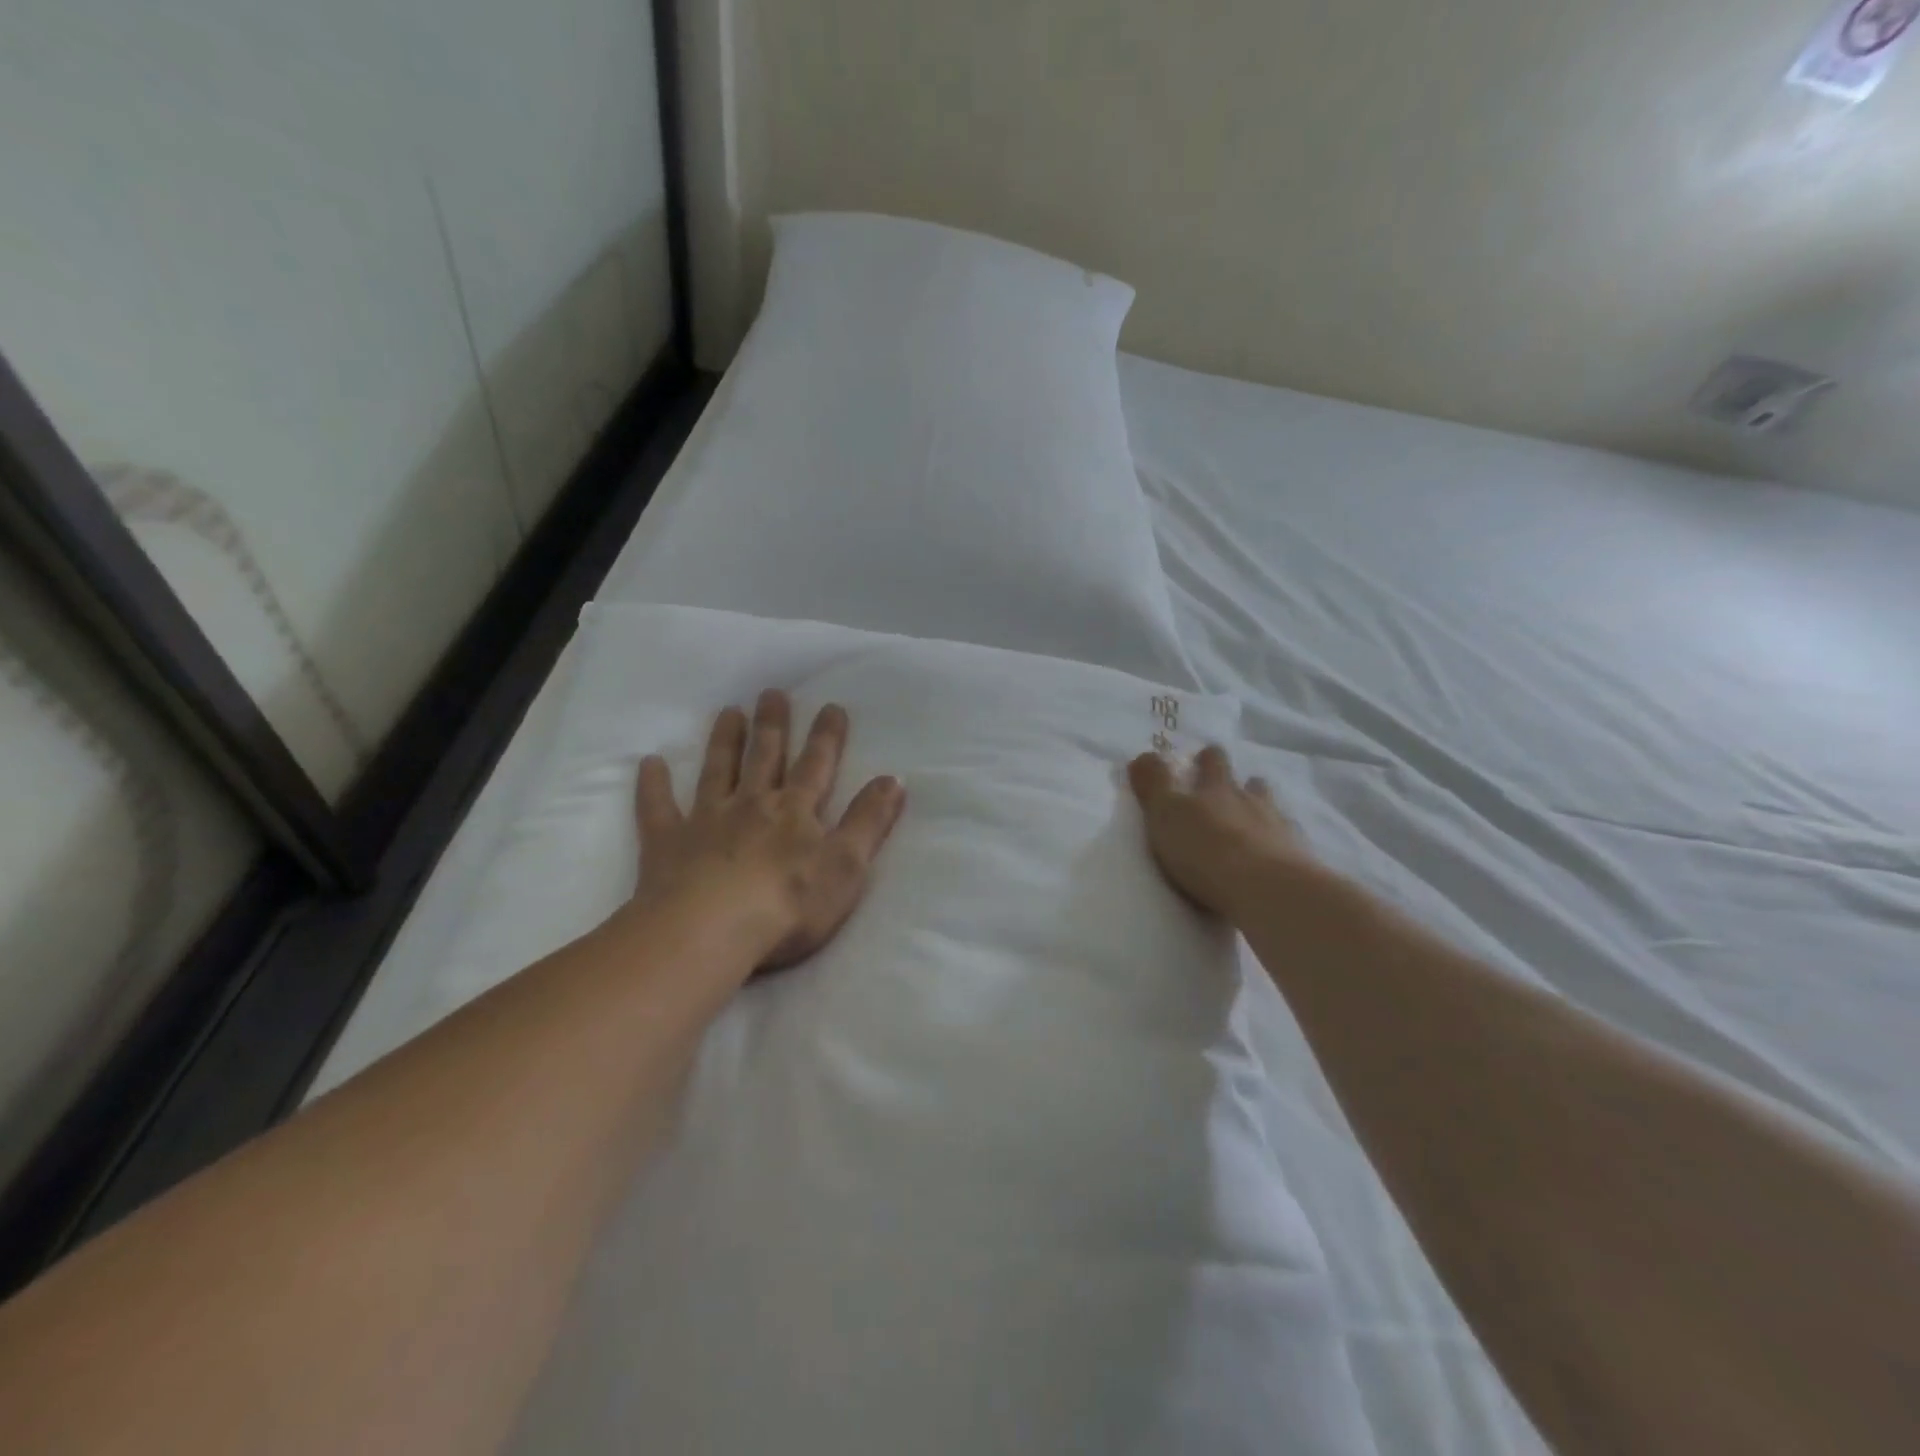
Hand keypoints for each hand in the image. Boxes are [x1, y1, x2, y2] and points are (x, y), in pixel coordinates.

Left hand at [635, 689, 905, 973]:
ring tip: (728, 711)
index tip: (830, 706)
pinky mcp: (668, 843)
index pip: (816, 766)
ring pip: (717, 771)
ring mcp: (707, 820)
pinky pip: (658, 808)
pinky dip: (654, 785)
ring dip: (724, 741)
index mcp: (795, 812)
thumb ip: (869, 822)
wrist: (712, 931)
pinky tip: (649, 763)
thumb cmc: (789, 904)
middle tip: (771, 693)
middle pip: (765, 757)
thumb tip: (894, 779)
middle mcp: (751, 805)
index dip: (826, 737)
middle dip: (772, 725)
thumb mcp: (847, 866)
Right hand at [1128, 744, 1320, 919]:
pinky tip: (1275, 858)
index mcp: (1217, 789)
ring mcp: (1279, 830)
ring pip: (1273, 811)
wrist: (1265, 889)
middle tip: (1231, 788)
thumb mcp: (1165, 813)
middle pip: (1252, 783)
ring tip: (1255, 824)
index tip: (1202, 757)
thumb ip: (1154, 784)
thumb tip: (1143, 755)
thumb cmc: (1205, 849)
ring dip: (1263, 812)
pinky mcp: (1298, 861)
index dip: (1208, 758)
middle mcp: (1252, 802)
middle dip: (1242, 782)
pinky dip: (1281, 847)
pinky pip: (1290, 845)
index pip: (1213, 762)